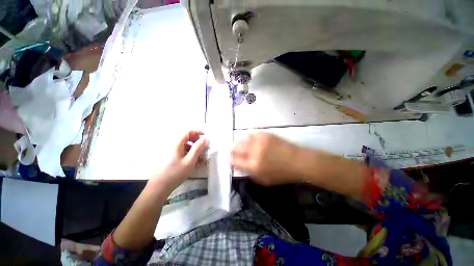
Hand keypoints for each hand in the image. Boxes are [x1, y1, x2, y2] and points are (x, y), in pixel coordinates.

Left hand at [150, 130, 207, 191]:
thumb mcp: (190, 161)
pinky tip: (190, 160)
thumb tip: (205, 138)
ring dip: (192, 147)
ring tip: (197, 156)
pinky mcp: (168, 155)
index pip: (188, 131)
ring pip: (184, 144)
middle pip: (186, 137)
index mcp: (176, 143)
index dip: (197, 132)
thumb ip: (198, 148)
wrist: (159, 186)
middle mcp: (172, 144)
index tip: (205, 137)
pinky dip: (187, 152)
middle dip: (196, 140)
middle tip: (202, 148)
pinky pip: (180, 149)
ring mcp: (169, 150)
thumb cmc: (175, 173)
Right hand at [232, 132, 300, 185]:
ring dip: (241, 142)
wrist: (298, 161)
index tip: (232, 159)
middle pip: (235, 147)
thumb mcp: (264, 180)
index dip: (231, 159)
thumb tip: (239, 165)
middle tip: (235, 151)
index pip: (234, 160)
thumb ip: (249, 173)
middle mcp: (254, 151)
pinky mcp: (265, 134)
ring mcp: (259, 141)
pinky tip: (252, 139)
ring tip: (244, 145)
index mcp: (253, 165)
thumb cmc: (281, 174)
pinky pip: (251, 132)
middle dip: (233, 150)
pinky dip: (249, 136)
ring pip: (242, 138)